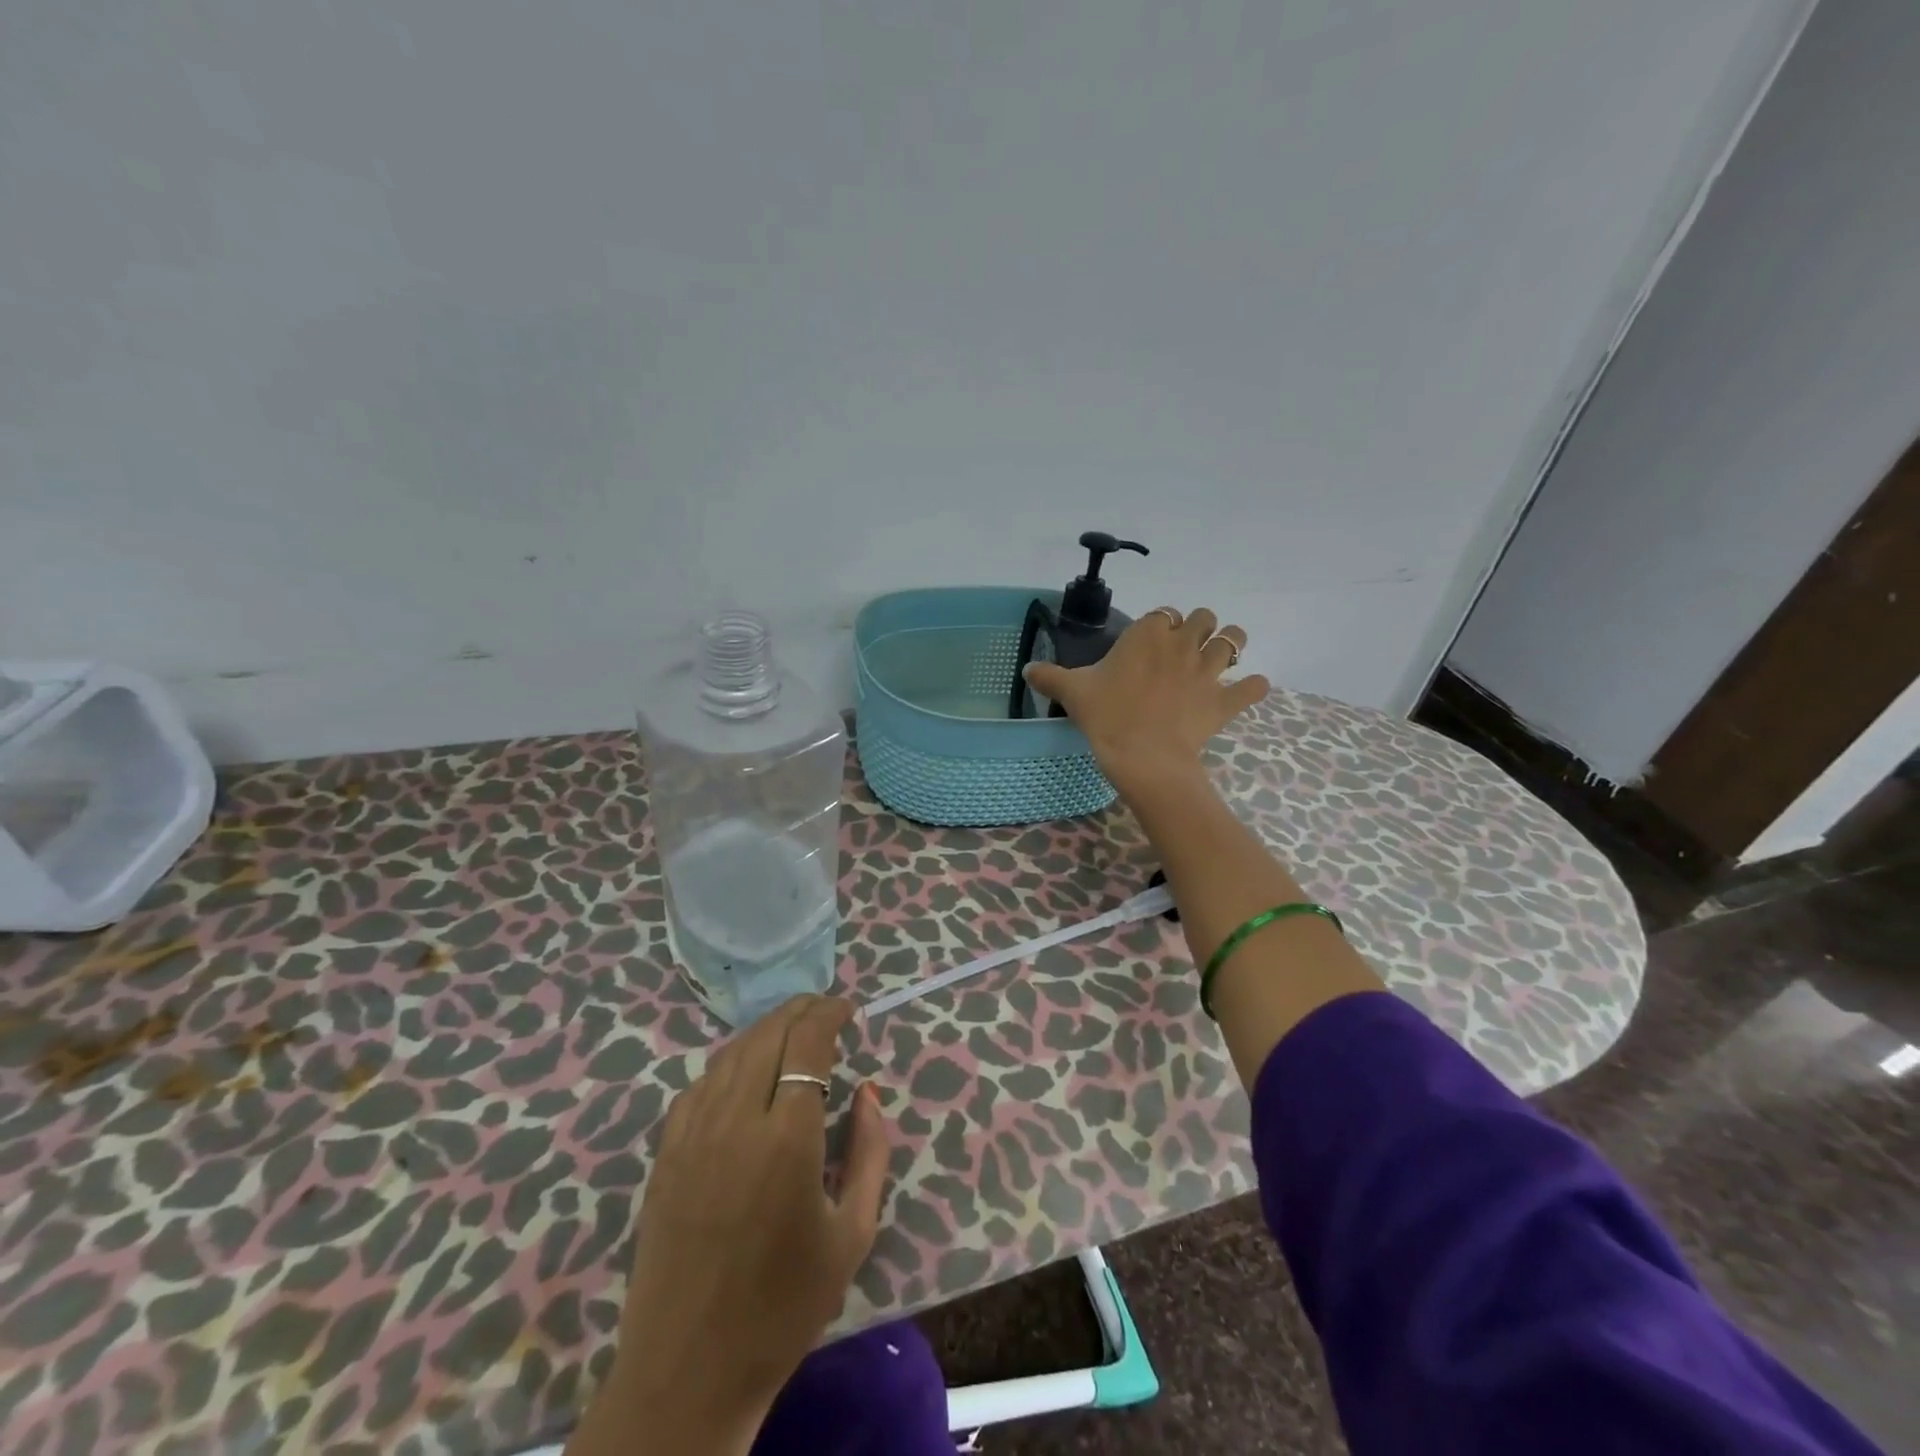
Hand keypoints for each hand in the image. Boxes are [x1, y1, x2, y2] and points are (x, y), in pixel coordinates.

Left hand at [573, 996, 890, 1455]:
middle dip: (802, 1009)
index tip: (849, 1010)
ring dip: (767, 1029)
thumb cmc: (784, 1307)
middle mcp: (736, 1120)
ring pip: (732, 1051)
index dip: (829, 1013)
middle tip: (827, 1009)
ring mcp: (693, 1132)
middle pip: (769, 1034)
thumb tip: (868, 1091)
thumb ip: (870, 1152)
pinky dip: (732, 1060)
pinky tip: (746, 1071)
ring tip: (793, 1030)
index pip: (808, 1043)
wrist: (688, 1371)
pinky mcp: (666, 1151)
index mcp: (787, 1139)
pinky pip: (702, 1082)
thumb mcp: (852, 1234)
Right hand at [1024, 606, 1268, 790]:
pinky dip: (1252, 687)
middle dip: (1198, 627)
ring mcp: (1208, 671)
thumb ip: (1050, 677)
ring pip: (1234, 640)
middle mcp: (1182, 644)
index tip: (1152, 640)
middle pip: (1204, 618)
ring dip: (1230, 643)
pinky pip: (1253, 687)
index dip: (1161, 625)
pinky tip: (1246, 690)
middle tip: (1185, 648)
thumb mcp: (1073, 693)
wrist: (1142, 756)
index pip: (1163, 614)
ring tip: (1220, 656)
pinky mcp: (1225, 700)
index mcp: (1148, 634)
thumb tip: (1027, 670)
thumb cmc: (1106, 717)